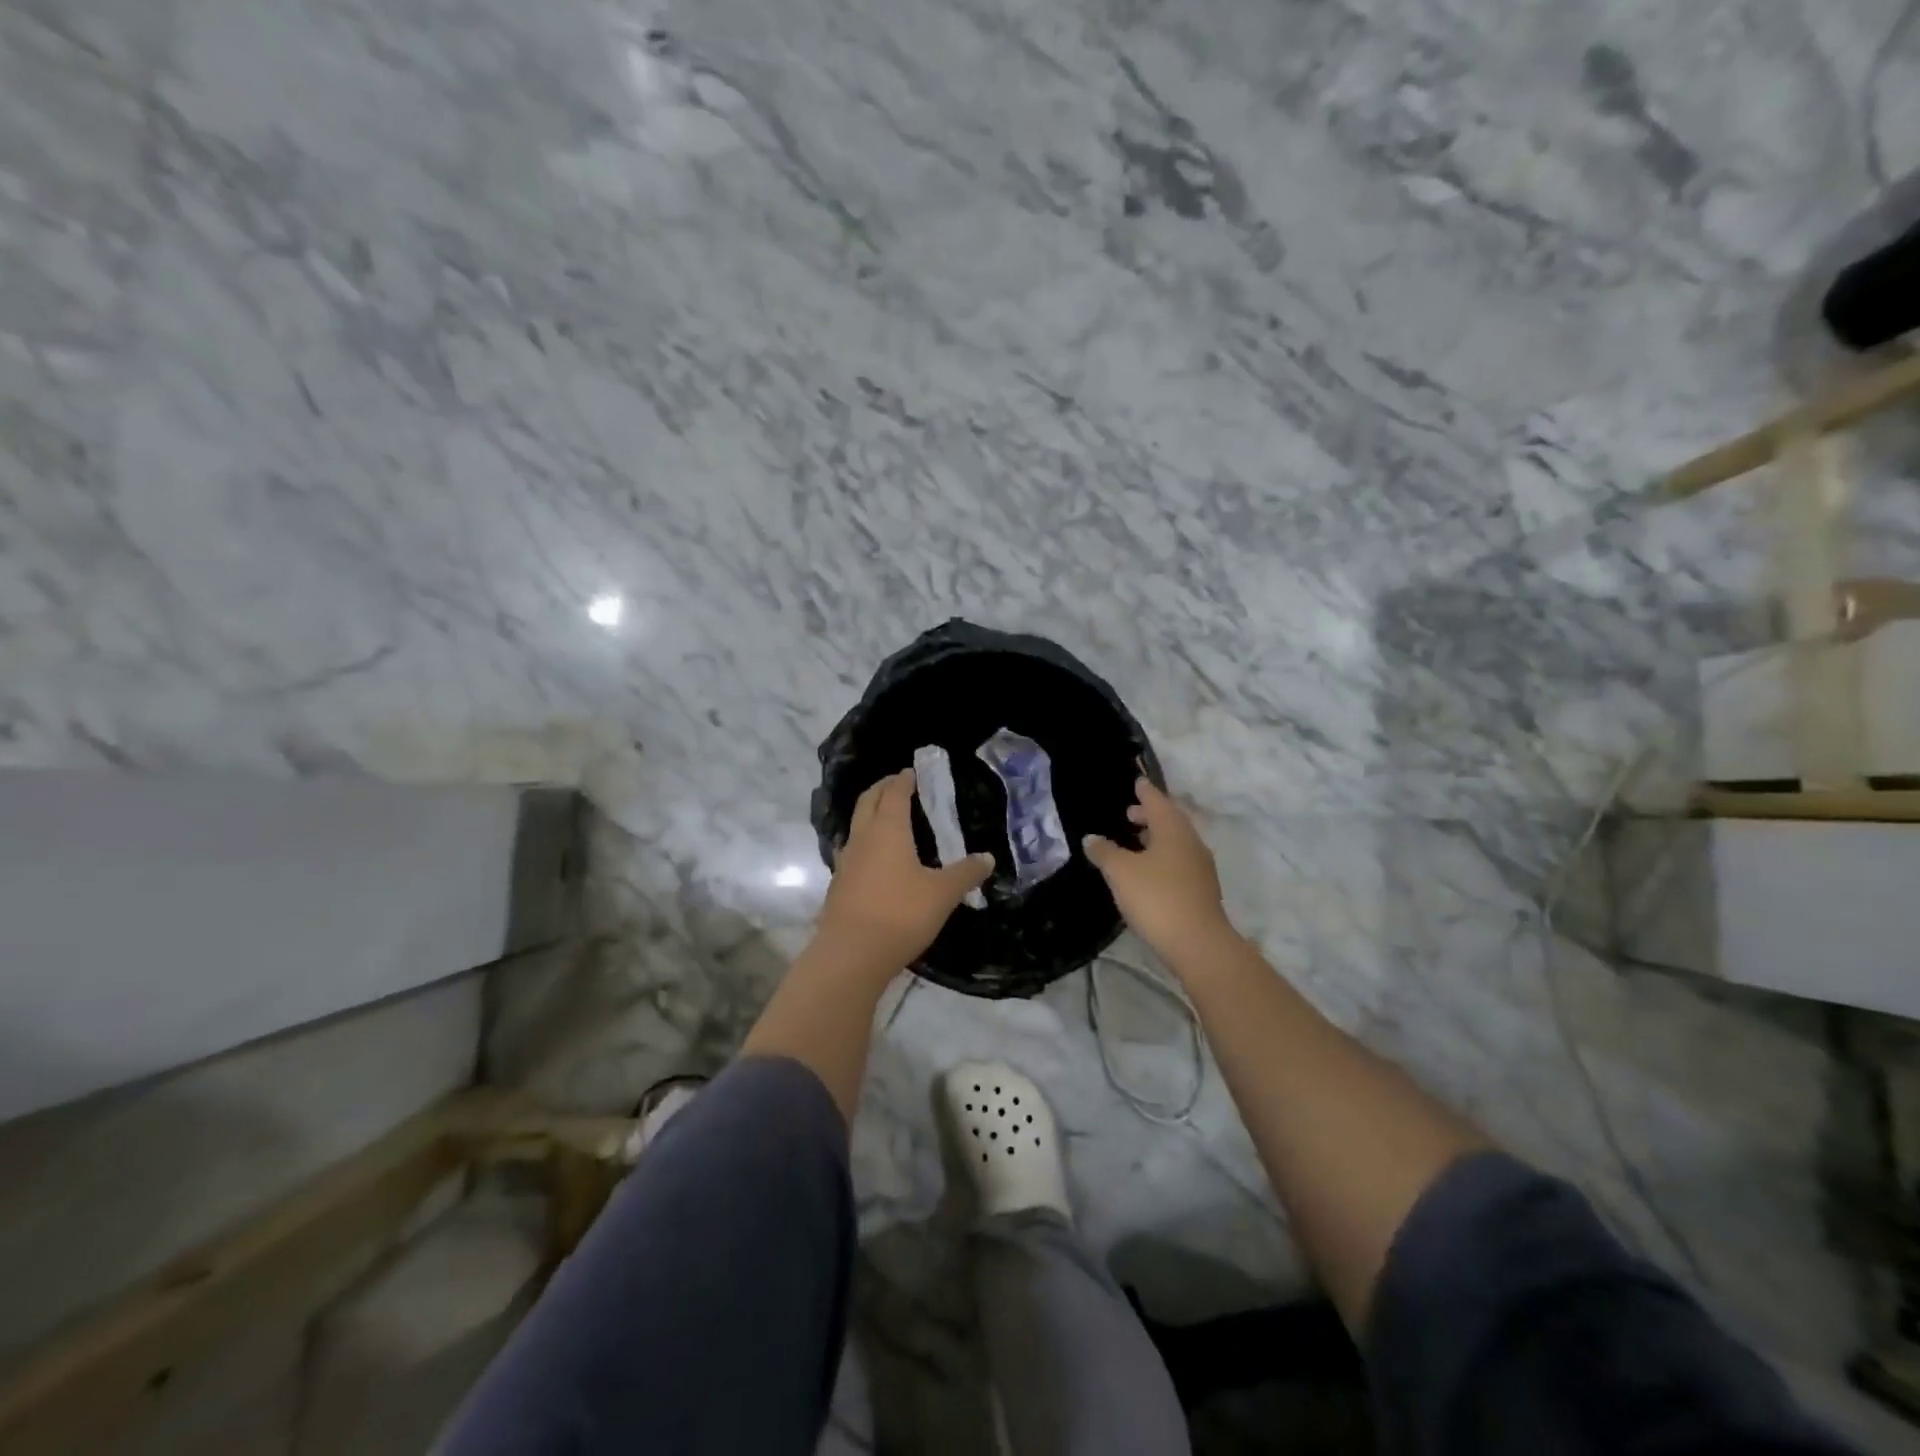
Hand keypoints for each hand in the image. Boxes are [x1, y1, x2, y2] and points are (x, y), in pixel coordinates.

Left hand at [816, 769, 993, 976]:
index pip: (893, 793)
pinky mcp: (839, 884)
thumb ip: (966, 873)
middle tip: (896, 784)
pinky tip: (875, 858)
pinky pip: (852, 850)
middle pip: (867, 802)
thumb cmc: (901, 913)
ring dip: (869, 814)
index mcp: (888, 829)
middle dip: (881, 788)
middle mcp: (863, 838)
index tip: (911, 772)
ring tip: (886, 817)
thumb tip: (988, 858)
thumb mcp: (943, 893)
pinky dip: (865, 842)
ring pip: (856, 825)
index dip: (903, 780)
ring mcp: (846, 861)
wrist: (852, 953)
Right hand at [1083, 775, 1233, 966]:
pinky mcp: (1201, 890)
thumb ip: (1104, 851)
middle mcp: (1191, 842)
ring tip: (1134, 842)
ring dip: (1156, 837)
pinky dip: (1162, 857)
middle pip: (1170, 820)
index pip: (1157, 801)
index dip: (1145, 791)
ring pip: (1176, 842)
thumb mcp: (1121, 872)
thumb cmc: (1156, 897)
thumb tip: (1091, 838)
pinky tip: (1147, 871)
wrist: (1198, 943)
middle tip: (1129, 814)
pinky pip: (1179, 861)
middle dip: (1149, 815)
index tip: (1137, 781)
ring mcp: (1200, 867)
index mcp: (1173, 830)